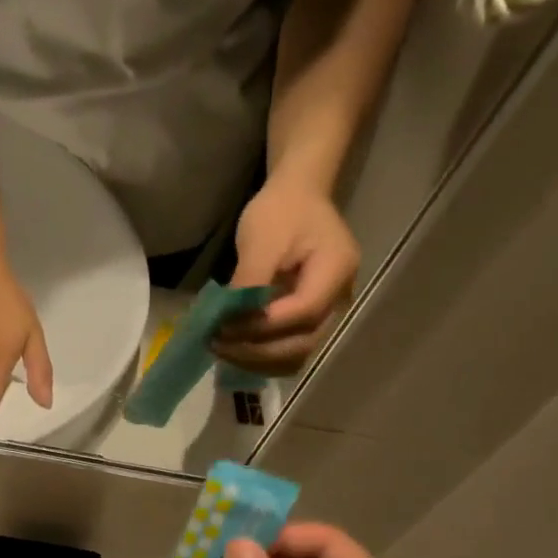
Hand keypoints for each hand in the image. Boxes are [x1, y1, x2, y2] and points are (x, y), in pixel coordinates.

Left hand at [215, 180, 360, 375]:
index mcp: (336, 270)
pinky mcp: (309, 322)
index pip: (304, 312)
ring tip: (221, 348)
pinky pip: (288, 351)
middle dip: (257, 350)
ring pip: (295, 355)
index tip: (226, 326)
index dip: (264, 326)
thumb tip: (229, 322)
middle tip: (217, 342)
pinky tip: (235, 348)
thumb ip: (249, 283)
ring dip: (256, 359)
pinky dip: (261, 357)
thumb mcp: (261, 240)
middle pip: (302, 343)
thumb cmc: (280, 212)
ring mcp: (327, 313)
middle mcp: (339, 298)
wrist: (296, 198)